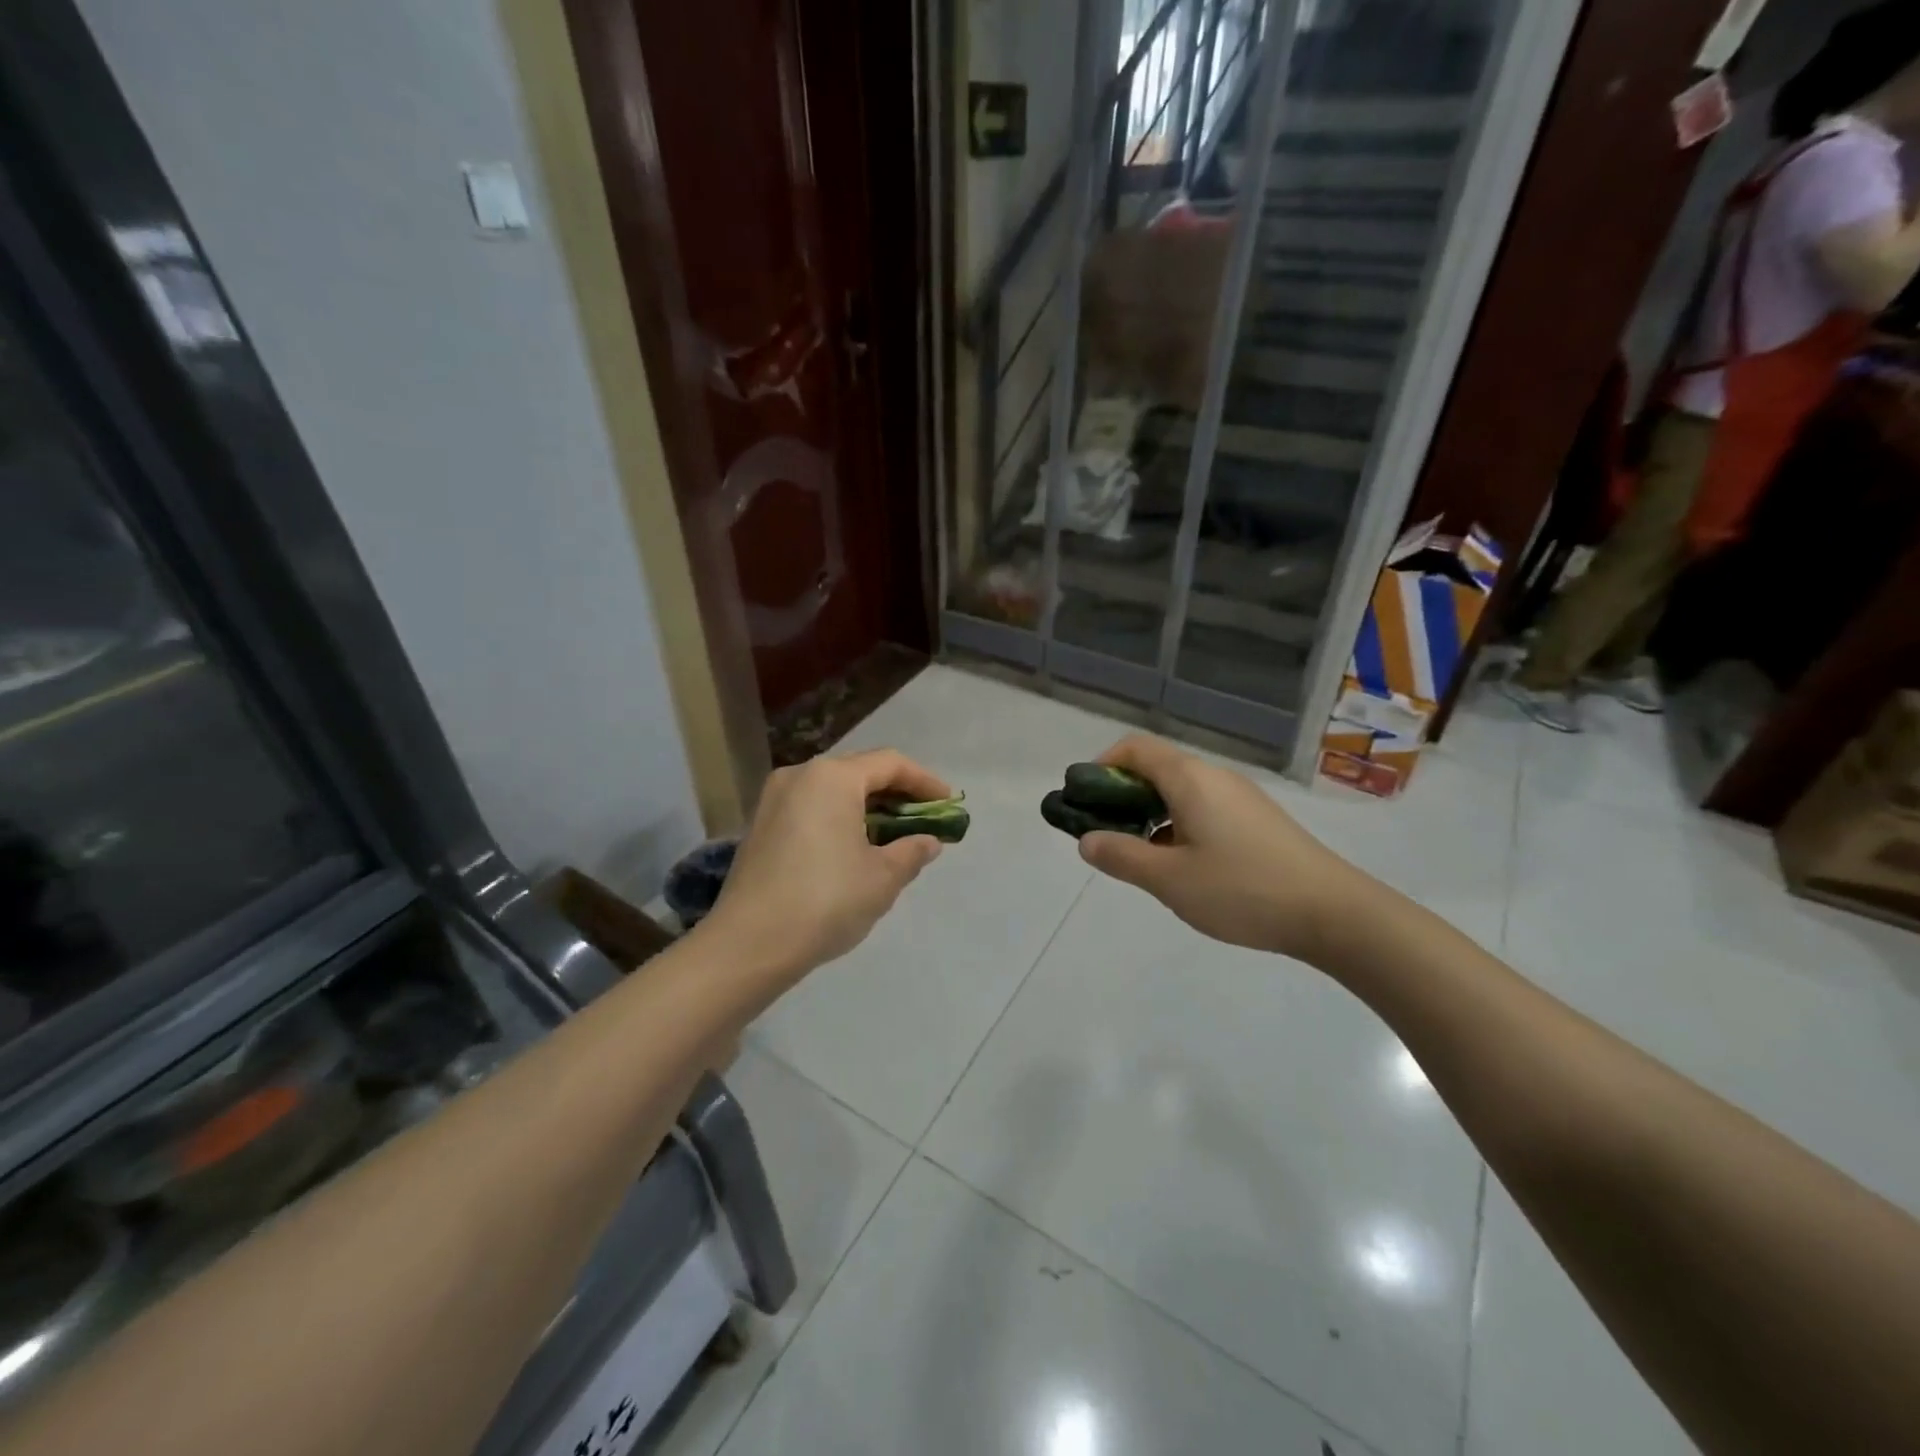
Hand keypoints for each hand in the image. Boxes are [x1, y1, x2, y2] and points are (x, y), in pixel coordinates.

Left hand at [702, 749, 950, 991]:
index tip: (949, 804)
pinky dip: (840, 819)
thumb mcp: (882, 878)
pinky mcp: (761, 826)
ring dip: (868, 809)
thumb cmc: (825, 900)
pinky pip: (812, 809)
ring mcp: (774, 800)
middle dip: (897, 795)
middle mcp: (800, 776)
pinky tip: (855, 849)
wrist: (748, 944)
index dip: (925, 782)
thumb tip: (927, 841)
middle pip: (860, 772)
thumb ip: (911, 851)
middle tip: (924, 821)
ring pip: (834, 791)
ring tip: (894, 838)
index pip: (890, 763)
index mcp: (832, 777)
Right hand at [1074, 735, 1374, 963]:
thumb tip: (1087, 840)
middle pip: (1156, 769)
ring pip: (1180, 792)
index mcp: (1190, 778)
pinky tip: (1182, 867)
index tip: (1084, 803)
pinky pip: (1204, 809)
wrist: (1334, 913)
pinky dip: (1178, 826)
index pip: (1134, 749)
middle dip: (1121, 796)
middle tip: (1106, 837)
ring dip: (1150, 815)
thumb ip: (1121, 856)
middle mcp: (1214, 777)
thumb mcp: (1169, 879)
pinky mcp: (1257, 821)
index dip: (1101, 767)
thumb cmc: (1242, 889)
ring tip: (1141, 858)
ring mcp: (1240, 798)